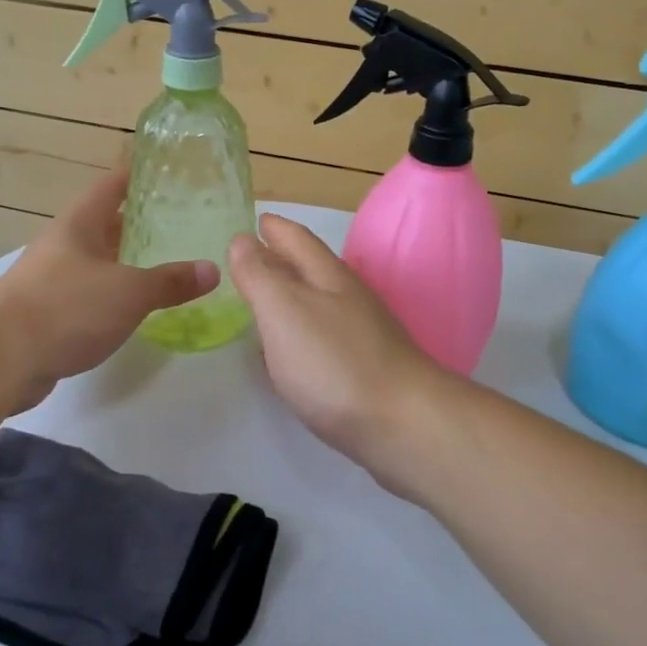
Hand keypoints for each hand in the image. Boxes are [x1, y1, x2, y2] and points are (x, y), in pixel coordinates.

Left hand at [0, 169, 218, 407]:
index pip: (111, 186)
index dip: (137, 175)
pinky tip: (135, 307)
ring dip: (126, 261)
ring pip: (98, 261)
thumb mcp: (128, 291)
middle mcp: (64, 245)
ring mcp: (53, 280)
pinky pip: (89, 294)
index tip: (167, 171)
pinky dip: (113, 295)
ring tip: (166, 263)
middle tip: (179, 221)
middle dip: (138, 222)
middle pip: (105, 224)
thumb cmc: (66, 308)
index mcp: (79, 225)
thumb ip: (170, 281)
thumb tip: (213, 269)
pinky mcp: (49, 314)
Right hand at [227, 213, 445, 474]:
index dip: (273, 227)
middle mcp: (348, 299)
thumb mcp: (284, 311)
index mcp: (328, 277)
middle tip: (247, 258)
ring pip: (318, 303)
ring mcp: (361, 335)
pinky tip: (289, 351)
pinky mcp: (365, 369)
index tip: (253, 219)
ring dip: (290, 296)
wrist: (403, 426)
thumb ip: (260, 276)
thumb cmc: (335, 363)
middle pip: (310, 269)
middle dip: (280, 259)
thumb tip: (243, 239)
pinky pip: (323, 338)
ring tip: (261, 300)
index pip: (296, 239)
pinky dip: (300, 333)